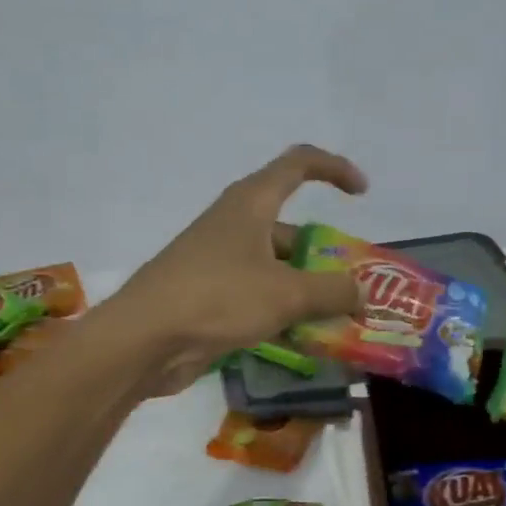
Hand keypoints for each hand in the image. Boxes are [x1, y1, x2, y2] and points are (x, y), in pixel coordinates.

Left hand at [111, 144, 369, 393]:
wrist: (143, 340)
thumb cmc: (218, 297)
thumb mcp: (286, 293)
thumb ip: (332, 291)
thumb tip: (362, 293)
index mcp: (252, 203)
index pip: (299, 163)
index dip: (334, 169)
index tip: (362, 194)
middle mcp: (236, 224)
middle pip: (292, 228)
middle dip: (324, 255)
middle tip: (353, 288)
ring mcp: (220, 261)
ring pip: (277, 268)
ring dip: (307, 291)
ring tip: (338, 322)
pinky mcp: (211, 295)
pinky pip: (259, 296)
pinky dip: (283, 312)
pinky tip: (304, 341)